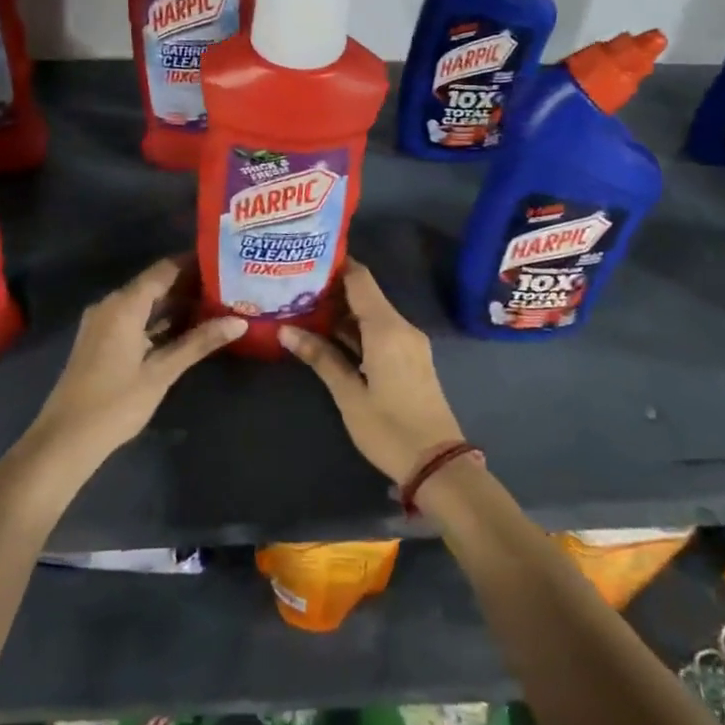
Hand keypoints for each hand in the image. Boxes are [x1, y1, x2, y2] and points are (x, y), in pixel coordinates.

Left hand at [29, 256, 244, 468]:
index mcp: (124, 304)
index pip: (165, 270)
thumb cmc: (116, 403)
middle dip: (189, 286)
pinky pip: (134, 319)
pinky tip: (185, 330)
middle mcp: (111, 305)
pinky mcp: (100, 341)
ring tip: (214, 306)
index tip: (224, 263)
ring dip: (175, 305)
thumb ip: (199, 343)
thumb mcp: (162, 372)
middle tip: (227, 287)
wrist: (64, 439)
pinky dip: (158, 321)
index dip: (194, 264)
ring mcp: (102, 323)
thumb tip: (240, 322)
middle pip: (155, 284)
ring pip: (144, 303)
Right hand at [278, 260, 464, 484]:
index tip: (306, 259)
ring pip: (372, 314)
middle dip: (332, 290)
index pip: (360, 279)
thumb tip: (286, 331)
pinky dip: (356, 329)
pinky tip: (329, 336)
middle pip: (365, 294)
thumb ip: (321, 358)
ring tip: (303, 309)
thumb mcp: (349, 394)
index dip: (335, 265)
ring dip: (342, 312)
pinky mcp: (410, 359)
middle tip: (294, 287)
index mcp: (387, 328)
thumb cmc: (389, 429)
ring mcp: (409, 343)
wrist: (439, 465)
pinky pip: (380, 331)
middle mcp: (401, 327)